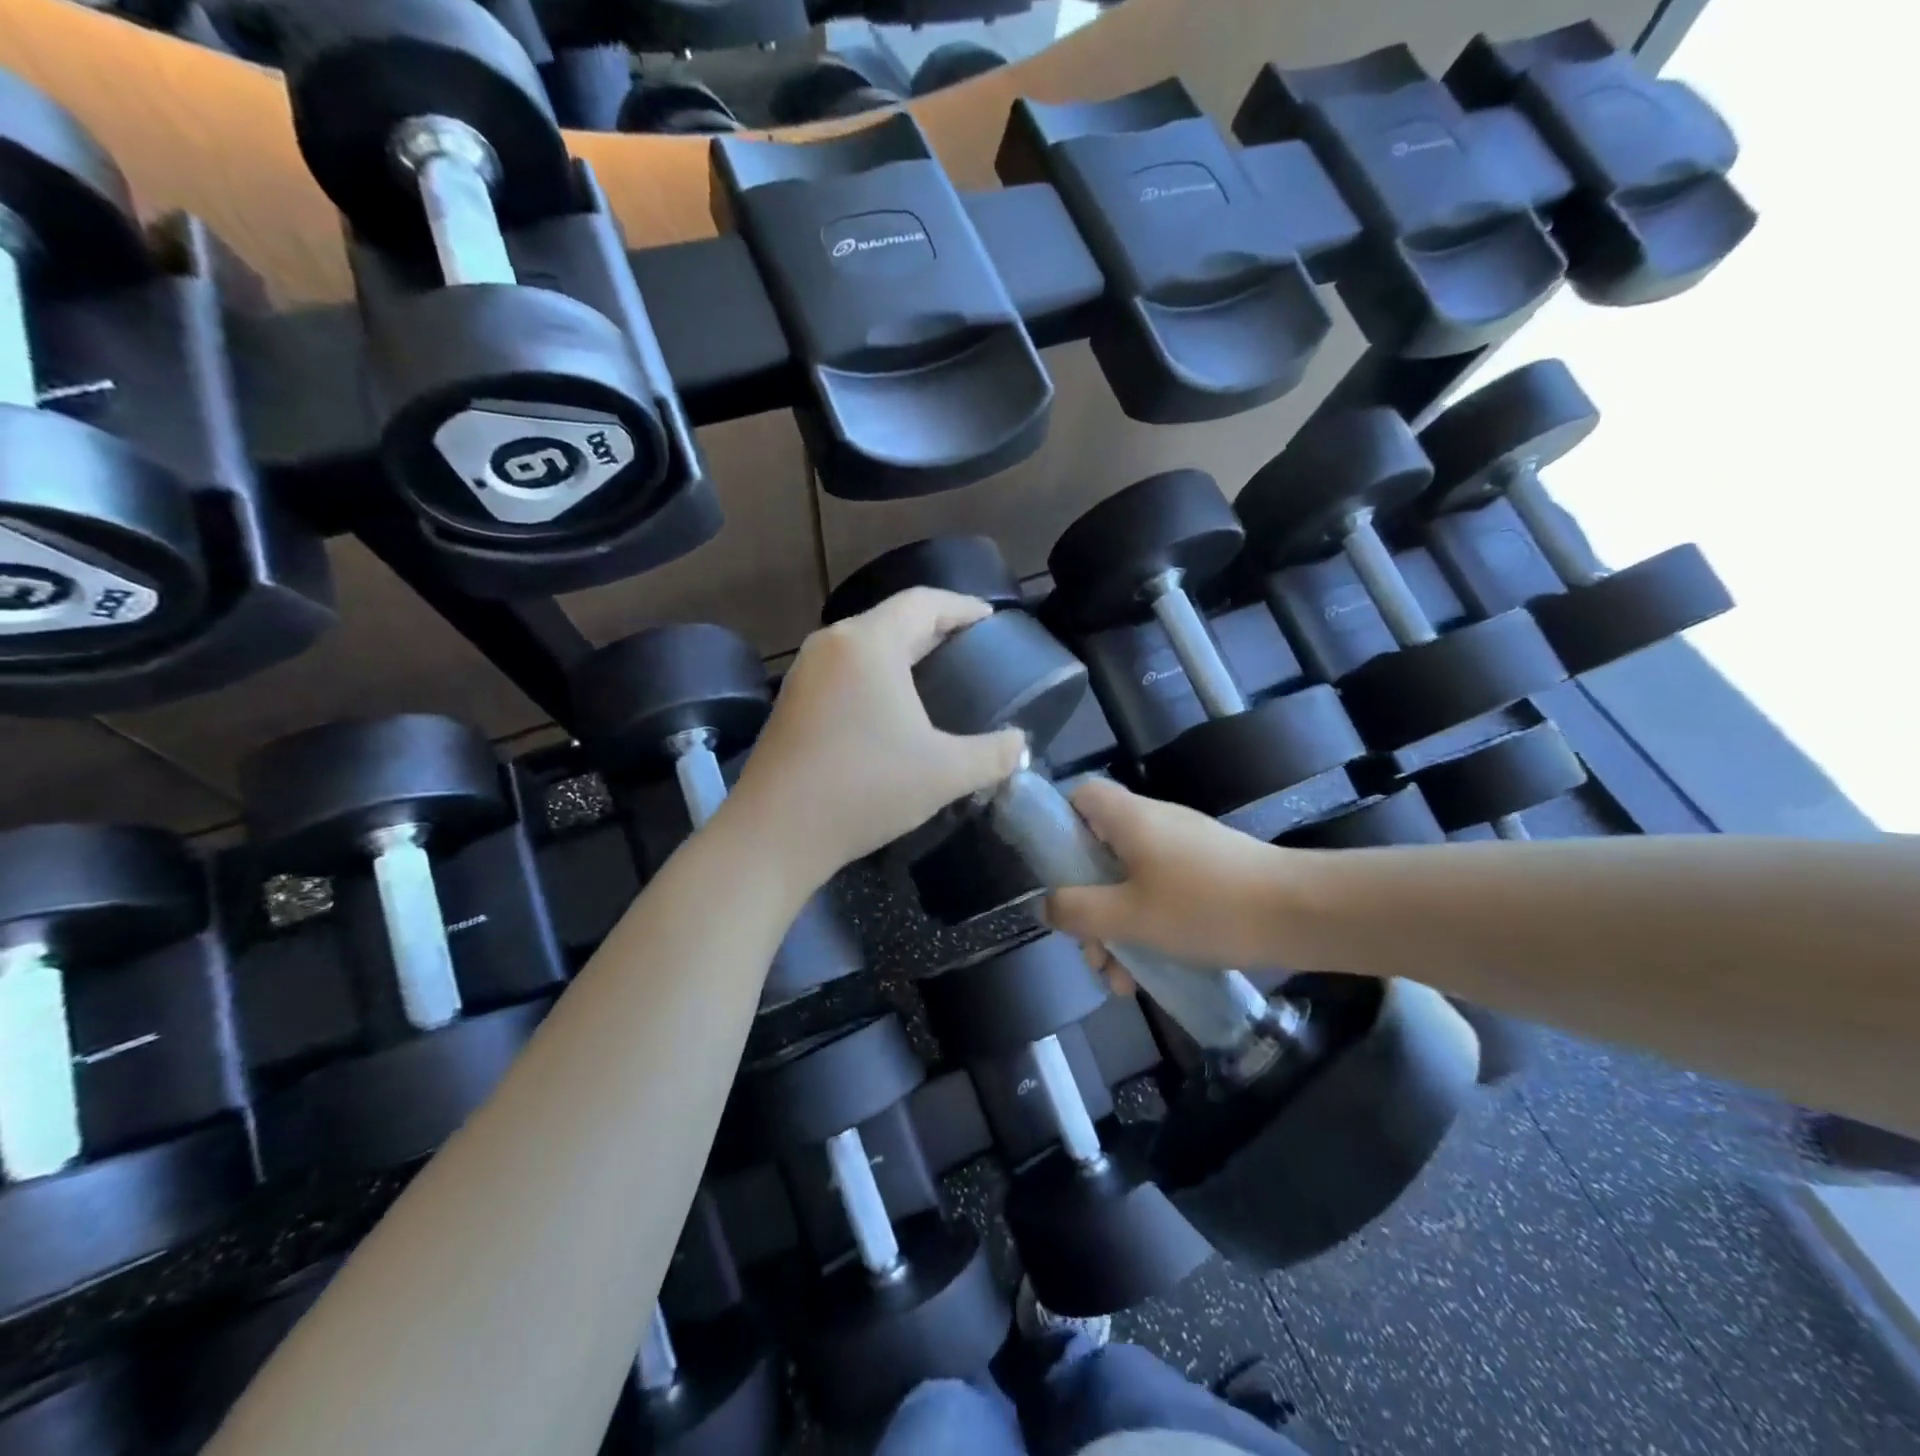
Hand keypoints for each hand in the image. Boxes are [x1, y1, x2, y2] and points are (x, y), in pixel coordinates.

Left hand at [728, 589, 1026, 883]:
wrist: (774, 834)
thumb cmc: (864, 789)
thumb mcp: (944, 773)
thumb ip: (994, 755)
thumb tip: (1020, 746)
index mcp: (869, 643)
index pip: (925, 603)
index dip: (963, 607)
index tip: (991, 619)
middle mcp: (832, 644)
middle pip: (893, 619)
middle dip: (936, 629)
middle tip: (973, 648)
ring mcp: (805, 673)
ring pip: (865, 645)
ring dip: (903, 652)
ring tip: (937, 674)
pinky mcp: (791, 702)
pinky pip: (845, 670)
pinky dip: (876, 674)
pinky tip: (892, 707)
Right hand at [1045, 779, 1293, 984]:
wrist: (1299, 913)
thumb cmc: (1203, 906)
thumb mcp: (1129, 916)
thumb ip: (1079, 911)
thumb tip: (1045, 904)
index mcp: (1129, 819)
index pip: (1080, 796)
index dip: (1060, 826)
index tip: (1058, 873)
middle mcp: (1153, 823)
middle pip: (1101, 852)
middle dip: (1089, 905)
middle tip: (1093, 951)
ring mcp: (1184, 848)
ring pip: (1131, 882)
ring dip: (1118, 929)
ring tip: (1121, 982)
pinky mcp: (1209, 872)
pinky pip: (1162, 893)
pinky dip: (1149, 927)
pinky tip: (1151, 976)